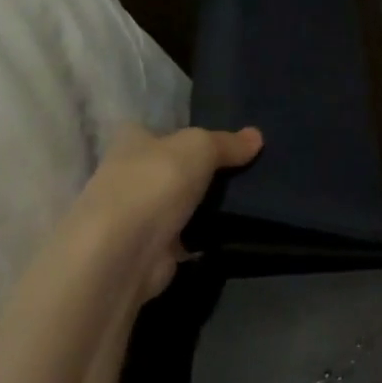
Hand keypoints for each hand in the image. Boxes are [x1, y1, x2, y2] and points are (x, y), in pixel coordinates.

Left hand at [66, 123, 262, 302]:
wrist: (124, 253)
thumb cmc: (155, 183)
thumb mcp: (199, 148)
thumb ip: (227, 143)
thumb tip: (257, 136)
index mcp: (131, 142)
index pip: (154, 130)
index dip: (180, 132)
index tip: (216, 139)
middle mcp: (128, 176)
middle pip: (170, 168)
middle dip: (199, 170)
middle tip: (244, 168)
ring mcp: (139, 215)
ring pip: (179, 203)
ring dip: (203, 205)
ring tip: (248, 197)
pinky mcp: (152, 250)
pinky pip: (186, 235)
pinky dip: (204, 235)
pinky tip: (234, 230)